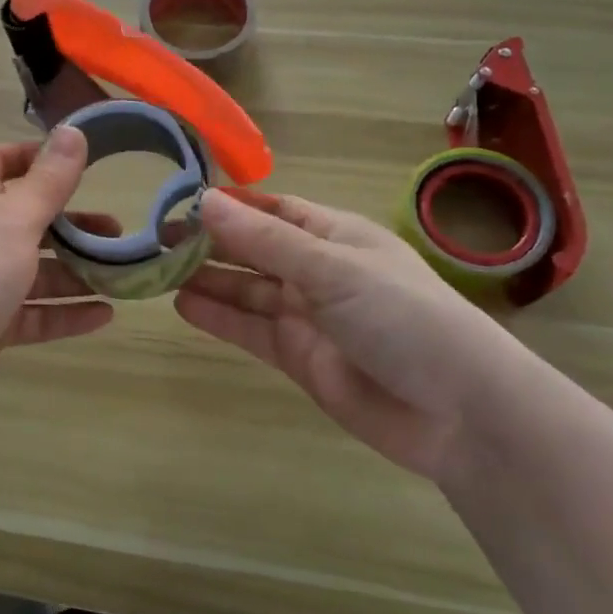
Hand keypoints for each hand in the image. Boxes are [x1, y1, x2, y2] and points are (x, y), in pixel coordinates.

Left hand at [0, 126, 112, 432]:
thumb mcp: (16, 219)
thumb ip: (49, 180)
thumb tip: (72, 129)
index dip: (26, 155)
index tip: (69, 161)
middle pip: (26, 220)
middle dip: (69, 222)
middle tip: (114, 229)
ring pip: (35, 271)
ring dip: (76, 271)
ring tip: (120, 274)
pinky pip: (36, 314)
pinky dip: (67, 313)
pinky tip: (104, 316)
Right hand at [174, 189, 540, 481]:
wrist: (460, 414)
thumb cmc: (403, 317)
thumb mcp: (332, 269)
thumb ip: (265, 240)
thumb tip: (205, 201)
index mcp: (333, 235)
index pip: (272, 209)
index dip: (229, 204)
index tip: (178, 199)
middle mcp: (316, 270)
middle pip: (253, 249)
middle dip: (208, 242)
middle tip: (152, 237)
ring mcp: (307, 315)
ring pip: (246, 290)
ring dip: (206, 279)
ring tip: (155, 269)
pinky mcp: (298, 357)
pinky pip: (250, 330)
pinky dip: (218, 318)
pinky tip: (182, 305)